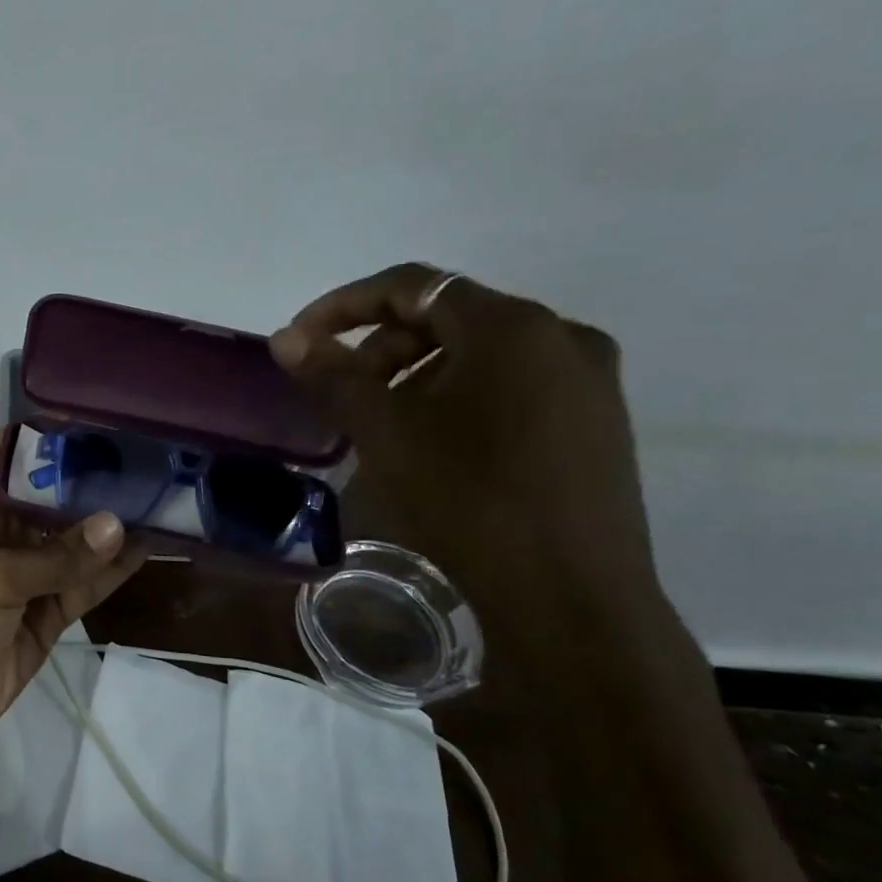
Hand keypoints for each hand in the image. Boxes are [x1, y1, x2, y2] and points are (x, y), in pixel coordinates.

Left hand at [0, 433, 145, 766]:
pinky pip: (84, 586)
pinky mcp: (46, 615)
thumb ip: (56, 557)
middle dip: (86, 479)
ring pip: (72, 543)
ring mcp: (26, 577)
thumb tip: (118, 524)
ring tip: (155, 496)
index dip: (32, 434)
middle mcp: (0, 535)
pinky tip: (147, 548)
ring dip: (107, 525)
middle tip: (140, 456)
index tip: (84, 420)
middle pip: (46, 496)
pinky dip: (112, 571)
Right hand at [268, 263, 656, 613]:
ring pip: (481, 354)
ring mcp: (588, 380)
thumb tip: (284, 337)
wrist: (570, 596)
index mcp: (511, 325)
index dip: (344, 305)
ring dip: (417, 374)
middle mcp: (561, 335)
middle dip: (381, 347)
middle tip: (340, 393)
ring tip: (381, 424)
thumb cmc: (468, 500)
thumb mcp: (386, 432)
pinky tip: (434, 445)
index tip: (301, 339)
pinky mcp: (597, 422)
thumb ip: (332, 375)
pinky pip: (512, 386)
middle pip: (448, 316)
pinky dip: (459, 397)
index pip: (412, 285)